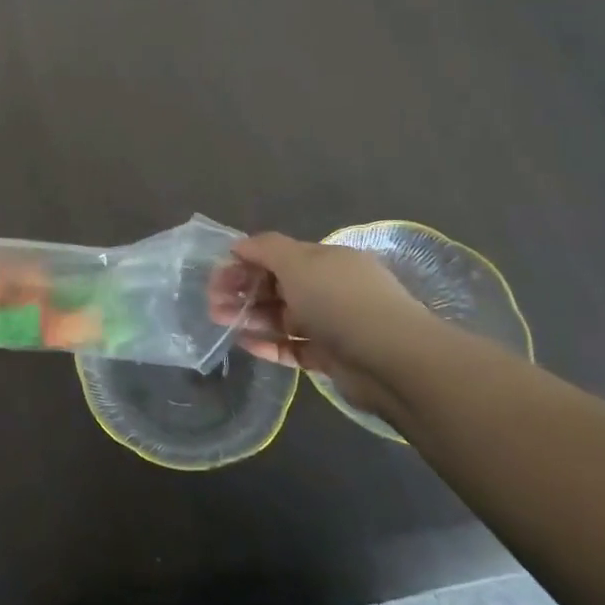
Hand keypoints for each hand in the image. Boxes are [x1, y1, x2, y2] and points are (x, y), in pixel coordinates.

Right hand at [211, 233, 446, 421]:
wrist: (392, 360)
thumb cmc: (339, 300)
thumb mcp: (298, 262)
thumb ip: (265, 248)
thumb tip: (239, 244)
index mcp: (326, 261)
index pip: (279, 256)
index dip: (246, 262)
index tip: (216, 275)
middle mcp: (330, 288)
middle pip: (278, 286)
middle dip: (243, 291)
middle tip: (211, 302)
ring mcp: (333, 325)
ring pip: (283, 318)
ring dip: (250, 317)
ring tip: (219, 322)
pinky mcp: (333, 358)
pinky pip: (294, 348)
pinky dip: (269, 345)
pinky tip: (244, 344)